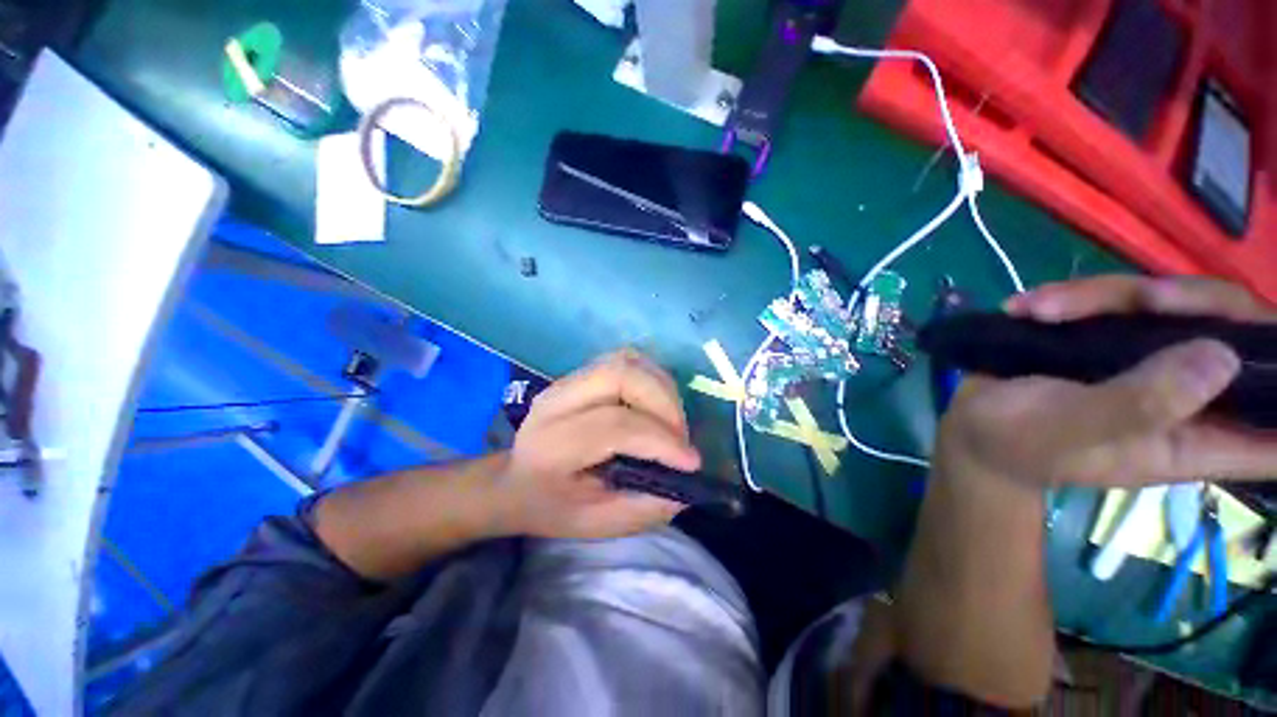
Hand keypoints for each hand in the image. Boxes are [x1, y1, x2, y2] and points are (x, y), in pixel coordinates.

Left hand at [494, 349, 700, 538]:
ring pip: (626, 360)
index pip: (615, 425)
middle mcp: (557, 401)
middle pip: (622, 375)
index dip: (660, 440)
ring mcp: (568, 380)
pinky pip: (625, 360)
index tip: (691, 462)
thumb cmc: (551, 507)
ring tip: (671, 422)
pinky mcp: (580, 373)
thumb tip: (685, 487)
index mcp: (553, 444)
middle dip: (664, 404)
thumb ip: (642, 509)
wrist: (514, 480)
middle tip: (680, 438)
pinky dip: (651, 377)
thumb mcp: (594, 525)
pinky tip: (657, 404)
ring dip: (661, 387)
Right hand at [939, 275, 1276, 487]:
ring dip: (1110, 295)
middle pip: (1239, 335)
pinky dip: (1074, 295)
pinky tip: (1028, 306)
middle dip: (1199, 304)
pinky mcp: (1113, 338)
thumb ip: (1140, 404)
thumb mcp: (1070, 430)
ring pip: (1176, 304)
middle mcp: (1190, 395)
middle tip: (1143, 299)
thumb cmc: (1015, 442)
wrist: (970, 424)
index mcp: (1195, 438)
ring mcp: (1151, 360)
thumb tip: (1221, 356)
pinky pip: (1121, 298)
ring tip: (1043, 309)